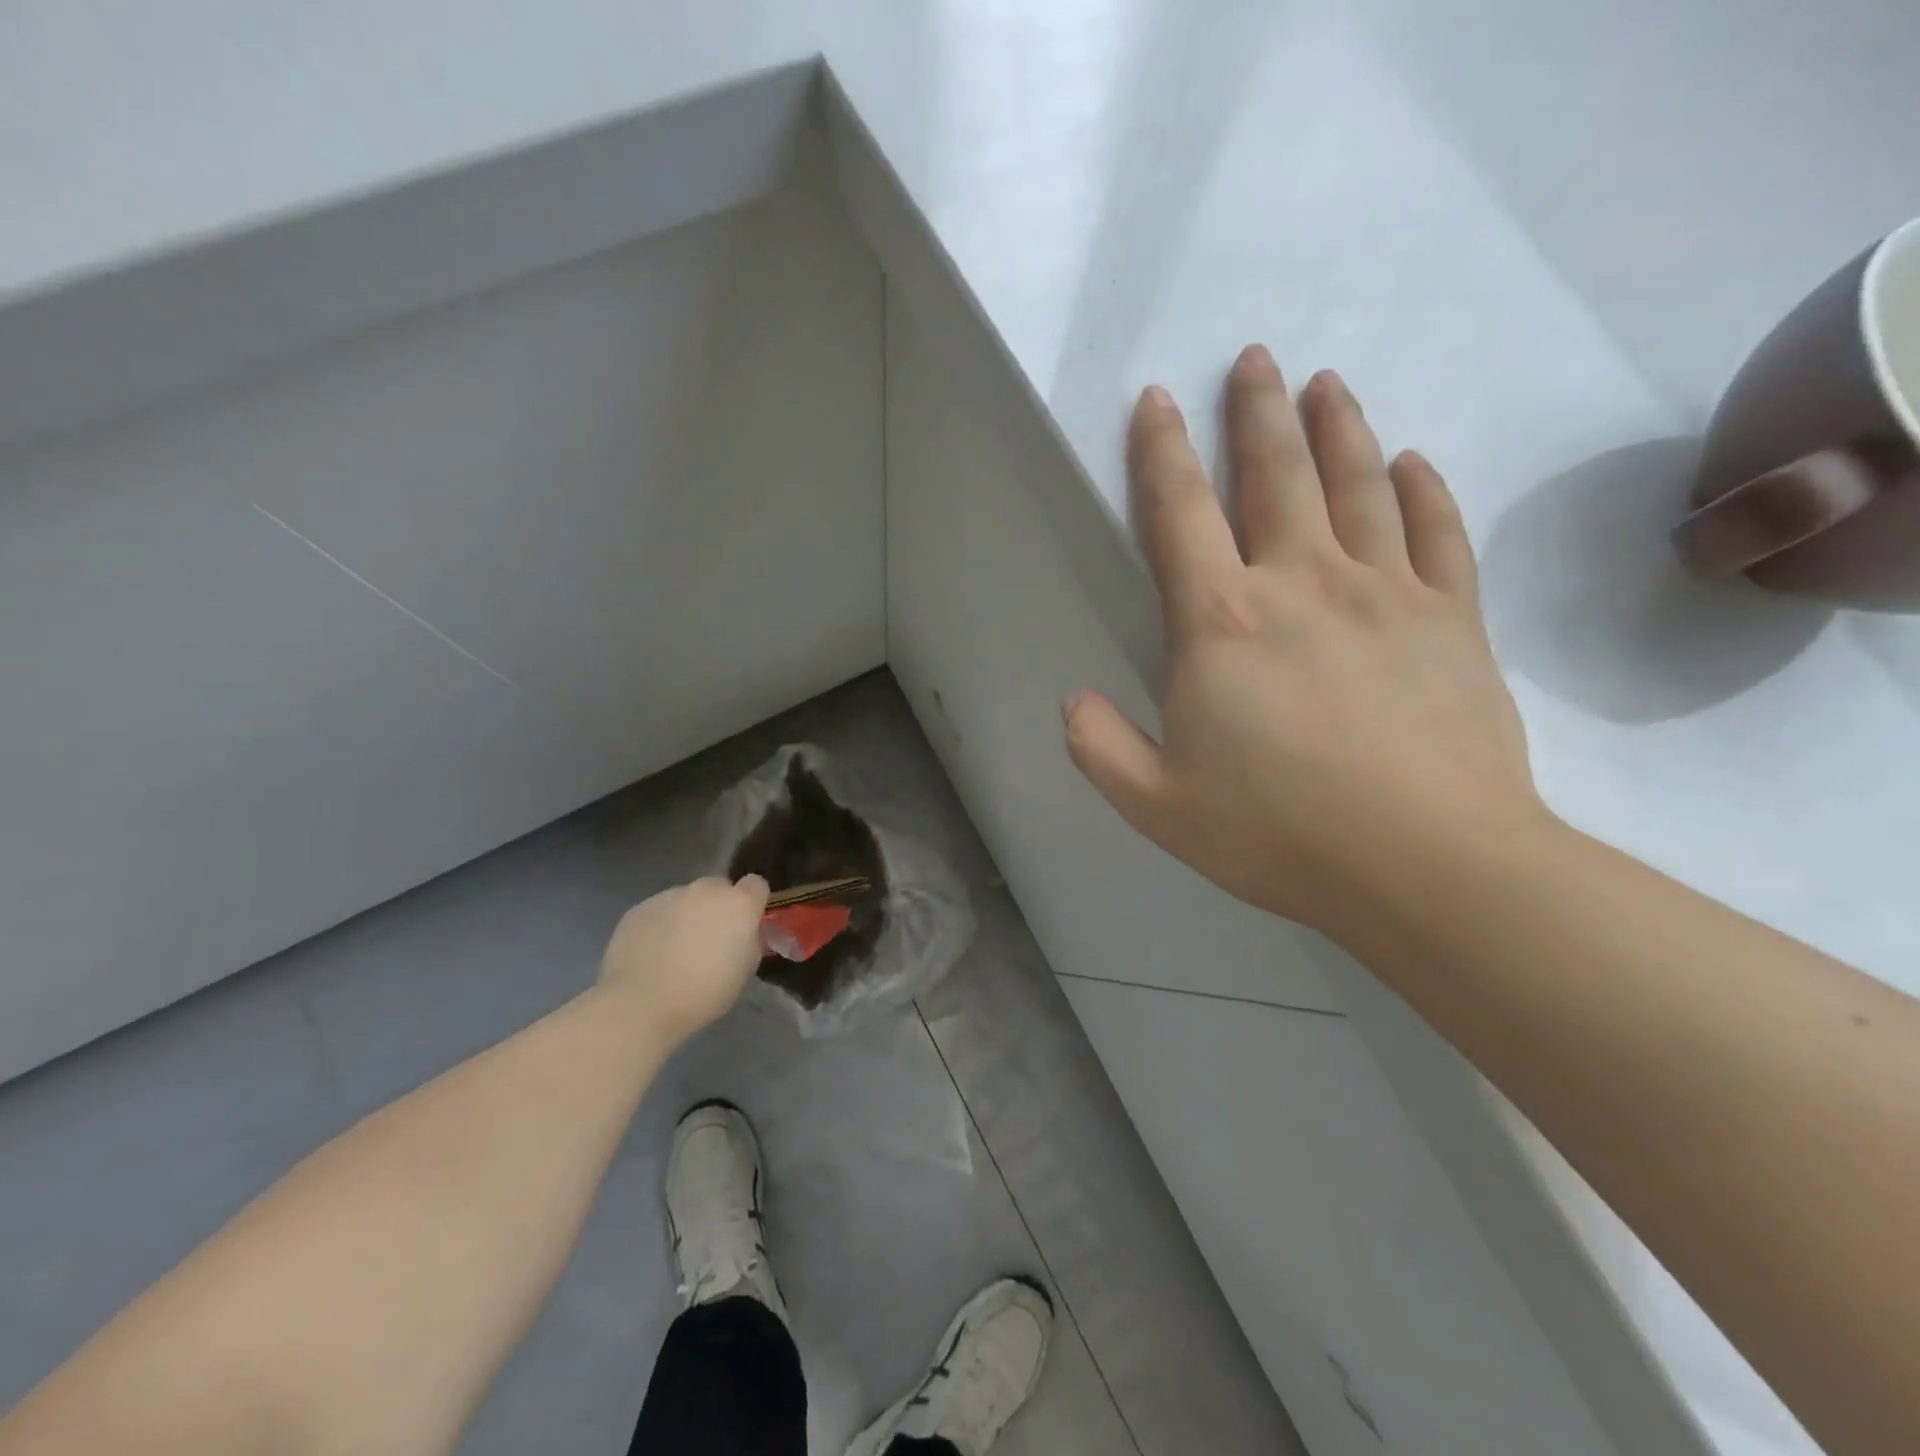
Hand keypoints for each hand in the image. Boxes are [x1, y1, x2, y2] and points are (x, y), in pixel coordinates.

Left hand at [596, 877, 769, 1047]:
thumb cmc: (705, 993)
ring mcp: (670, 896)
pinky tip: (651, 952)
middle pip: (718, 887)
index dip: (752, 902)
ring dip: (687, 915)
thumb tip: (744, 932)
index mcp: (739, 904)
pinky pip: (659, 910)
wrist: (642, 1004)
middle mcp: (706, 891)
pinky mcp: (640, 907)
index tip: (745, 923)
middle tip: (709, 937)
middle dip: (718, 906)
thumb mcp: (746, 969)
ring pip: (686, 898)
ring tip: (674, 948)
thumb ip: (750, 939)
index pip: (756, 884)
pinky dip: (660, 924)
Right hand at [1063, 346, 1549, 942]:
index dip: (1161, 452)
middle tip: (1254, 358)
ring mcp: (1387, 593)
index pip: (1179, 513)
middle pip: (1276, 473)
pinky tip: (1413, 462)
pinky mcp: (1453, 619)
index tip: (1155, 400)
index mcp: (1221, 622)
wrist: (1427, 865)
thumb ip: (1100, 747)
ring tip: (1325, 383)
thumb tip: (1073, 701)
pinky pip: (1438, 533)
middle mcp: (1302, 582)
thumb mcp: (1156, 804)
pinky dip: (1423, 490)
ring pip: (1360, 485)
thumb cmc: (1278, 833)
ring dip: (1338, 428)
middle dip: (1256, 410)